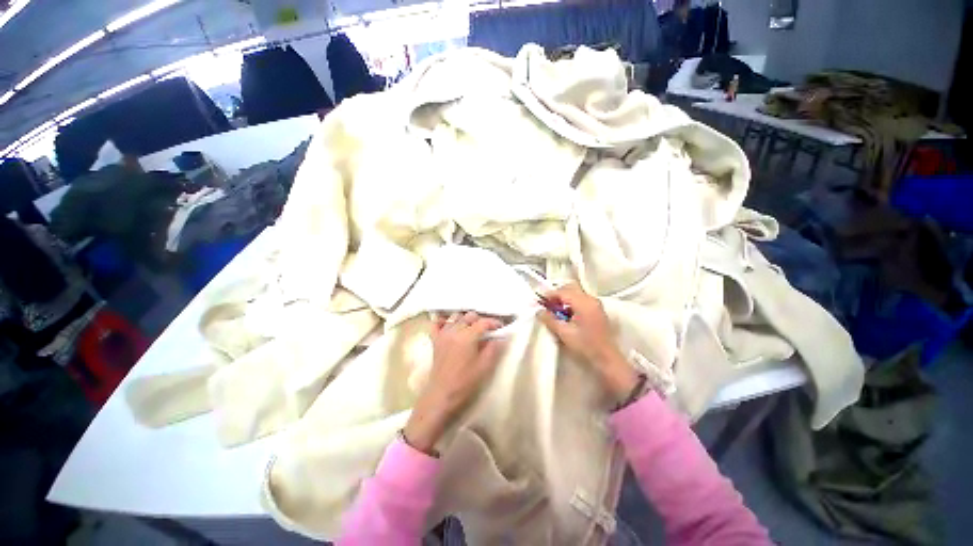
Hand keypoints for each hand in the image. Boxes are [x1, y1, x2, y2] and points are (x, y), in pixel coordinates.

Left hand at [403, 312, 503, 453]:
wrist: (441, 395)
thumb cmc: (465, 382)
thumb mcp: (484, 367)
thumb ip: (494, 349)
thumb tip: (501, 337)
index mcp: (468, 336)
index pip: (483, 322)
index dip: (494, 323)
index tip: (501, 327)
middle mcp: (454, 330)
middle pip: (470, 316)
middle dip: (480, 320)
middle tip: (488, 330)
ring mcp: (443, 334)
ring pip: (455, 317)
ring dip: (465, 319)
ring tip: (472, 328)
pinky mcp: (435, 340)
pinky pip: (437, 323)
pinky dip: (444, 321)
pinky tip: (450, 326)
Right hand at [538, 284, 638, 402]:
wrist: (607, 359)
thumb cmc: (585, 346)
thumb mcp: (564, 333)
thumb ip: (549, 319)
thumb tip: (539, 311)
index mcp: (583, 303)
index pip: (563, 292)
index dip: (549, 295)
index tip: (539, 301)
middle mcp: (591, 299)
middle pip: (570, 288)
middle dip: (557, 294)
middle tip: (547, 305)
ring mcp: (596, 304)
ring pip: (576, 293)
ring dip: (564, 299)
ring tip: (555, 311)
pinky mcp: (597, 310)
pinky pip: (581, 299)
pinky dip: (571, 303)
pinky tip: (566, 315)